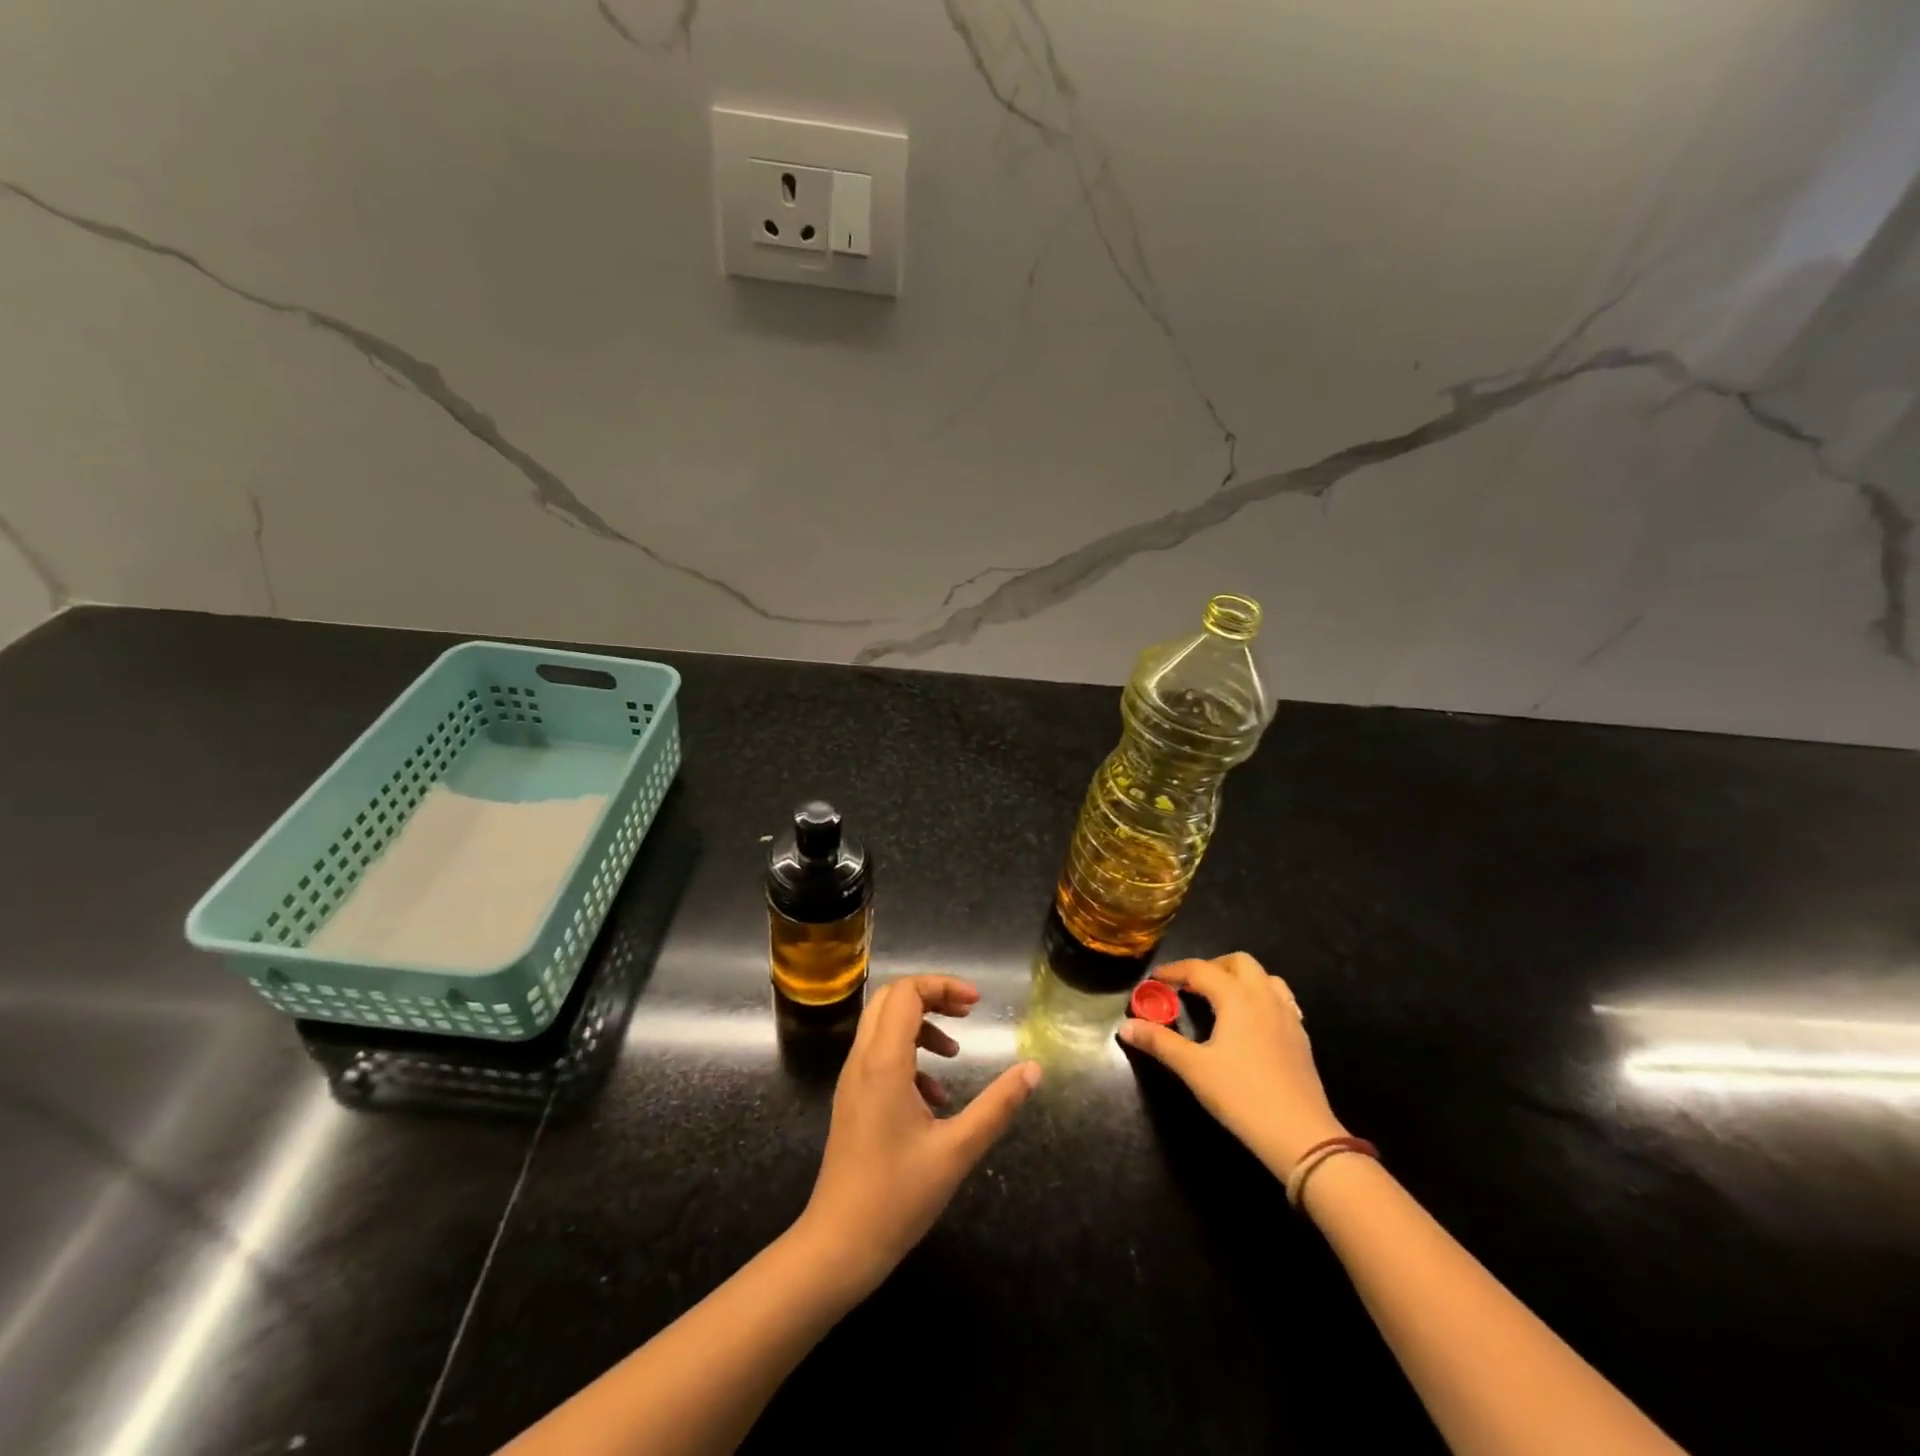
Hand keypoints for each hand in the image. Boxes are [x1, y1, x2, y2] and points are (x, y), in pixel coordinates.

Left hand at [797, 975, 1040, 1294]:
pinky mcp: (852, 1100)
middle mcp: (862, 1060)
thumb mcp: (958, 1150)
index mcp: (884, 1062)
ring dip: (921, 1025)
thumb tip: (1033, 1069)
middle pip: (891, 998)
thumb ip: (997, 1105)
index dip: (943, 986)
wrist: (838, 1246)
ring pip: (883, 1025)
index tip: (977, 1004)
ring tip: (954, 1053)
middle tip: (967, 1014)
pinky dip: (908, 1055)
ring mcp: (852, 1080)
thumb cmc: (897, 1197)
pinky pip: (878, 1055)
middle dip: (931, 996)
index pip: (906, 992)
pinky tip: (934, 1096)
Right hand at [1118, 953, 1344, 1173]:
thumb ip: (1159, 1042)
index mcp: (1237, 998)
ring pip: (1265, 978)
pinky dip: (1261, 998)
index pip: (1201, 969)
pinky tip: (1251, 1022)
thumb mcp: (1193, 1068)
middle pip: (1239, 963)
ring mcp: (1288, 1016)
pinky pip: (1281, 1000)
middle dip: (1211, 967)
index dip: (1175, 971)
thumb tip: (1125, 1026)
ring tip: (1221, 999)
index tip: (1155, 980)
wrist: (1301, 1136)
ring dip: (1240, 979)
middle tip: (1190, 987)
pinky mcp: (1301, 1037)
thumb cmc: (1242, 1096)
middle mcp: (1264, 997)